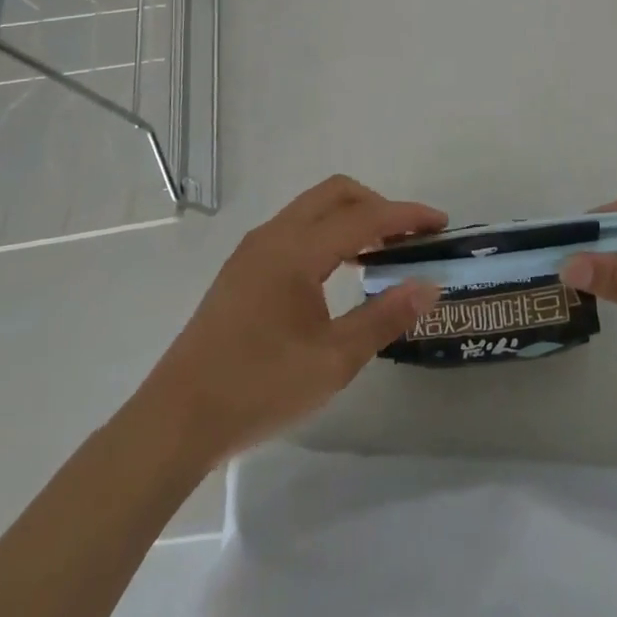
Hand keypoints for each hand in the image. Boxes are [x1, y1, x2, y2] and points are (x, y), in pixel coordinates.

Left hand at [137, 176, 444, 467]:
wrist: (174, 422)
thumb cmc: (258, 389)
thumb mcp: (333, 361)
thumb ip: (384, 317)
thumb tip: (429, 285)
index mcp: (296, 251)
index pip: (364, 217)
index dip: (407, 216)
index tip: (441, 223)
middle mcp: (273, 236)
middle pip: (336, 194)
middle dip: (378, 205)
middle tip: (408, 236)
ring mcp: (252, 250)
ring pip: (312, 209)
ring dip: (350, 218)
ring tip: (380, 253)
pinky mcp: (241, 269)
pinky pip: (295, 228)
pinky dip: (326, 233)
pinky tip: (337, 272)